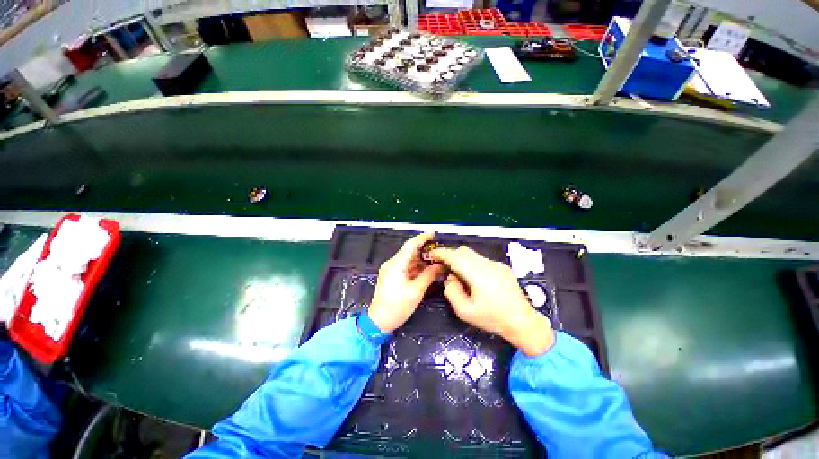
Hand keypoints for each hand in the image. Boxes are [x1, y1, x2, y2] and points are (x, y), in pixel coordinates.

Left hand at [368, 233, 443, 332]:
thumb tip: (439, 266)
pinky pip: (405, 266)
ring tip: (435, 260)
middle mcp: (392, 263)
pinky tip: (426, 269)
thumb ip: (428, 275)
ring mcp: (391, 269)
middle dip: (424, 249)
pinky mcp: (391, 275)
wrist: (379, 321)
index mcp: (396, 264)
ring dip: (421, 259)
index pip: (410, 245)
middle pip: (409, 251)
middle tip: (438, 250)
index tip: (433, 234)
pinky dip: (416, 266)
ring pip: (408, 259)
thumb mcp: (416, 291)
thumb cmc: (397, 307)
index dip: (422, 238)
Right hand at [430, 246, 554, 355]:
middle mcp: (487, 264)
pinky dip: (473, 264)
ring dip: (462, 260)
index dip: (441, 253)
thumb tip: (450, 278)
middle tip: (446, 269)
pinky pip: (482, 260)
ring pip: (473, 254)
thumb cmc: (493, 318)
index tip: (432, 255)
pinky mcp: (503, 267)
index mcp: (477, 274)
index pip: (455, 256)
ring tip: (461, 277)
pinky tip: (476, 280)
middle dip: (451, 256)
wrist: (523, 322)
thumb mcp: (465, 312)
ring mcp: (497, 264)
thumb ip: (452, 292)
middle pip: (463, 251)